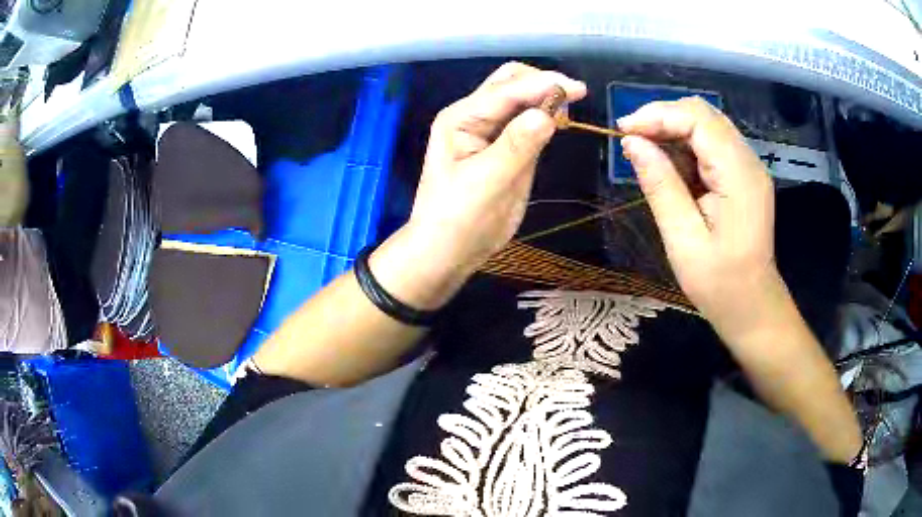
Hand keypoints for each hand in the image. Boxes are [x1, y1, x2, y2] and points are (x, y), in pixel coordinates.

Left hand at [405, 62, 586, 276]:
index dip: (543, 84)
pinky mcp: (504, 148)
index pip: (507, 90)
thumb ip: (517, 145)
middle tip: (575, 97)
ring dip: (545, 98)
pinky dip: (544, 117)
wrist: (448, 250)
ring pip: (520, 100)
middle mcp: (474, 117)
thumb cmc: (458, 218)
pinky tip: (558, 122)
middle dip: (542, 83)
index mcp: (462, 118)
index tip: (579, 89)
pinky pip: (526, 123)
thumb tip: (547, 113)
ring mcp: (489, 131)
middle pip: (510, 83)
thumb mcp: (486, 181)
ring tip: (570, 109)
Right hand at [618, 97, 787, 343]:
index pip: (698, 119)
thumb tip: (631, 141)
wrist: (751, 306)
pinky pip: (712, 145)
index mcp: (739, 176)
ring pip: (707, 125)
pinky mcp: (743, 175)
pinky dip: (685, 146)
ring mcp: (748, 166)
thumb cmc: (719, 283)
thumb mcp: (683, 239)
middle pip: (704, 114)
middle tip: (631, 139)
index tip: (624, 130)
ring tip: (645, 152)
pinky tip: (670, 167)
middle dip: (663, 117)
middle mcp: (748, 161)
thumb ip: (660, 185)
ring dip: (673, 130)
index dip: (659, 115)